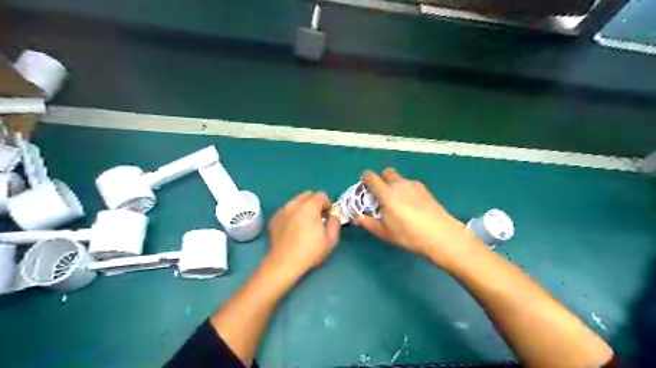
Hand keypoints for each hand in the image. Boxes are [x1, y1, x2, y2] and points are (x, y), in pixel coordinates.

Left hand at [263, 191, 339, 279]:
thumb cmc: (310, 251)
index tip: (327, 217)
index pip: (322, 195)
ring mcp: (282, 210)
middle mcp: (294, 204)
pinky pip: (287, 210)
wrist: (284, 263)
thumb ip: (335, 222)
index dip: (328, 205)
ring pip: (296, 202)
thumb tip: (333, 216)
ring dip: (303, 208)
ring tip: (304, 224)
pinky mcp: (274, 219)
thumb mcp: (331, 239)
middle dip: (315, 203)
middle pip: (308, 195)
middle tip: (317, 218)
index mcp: (309, 206)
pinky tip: (293, 229)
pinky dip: (292, 215)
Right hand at [357, 169, 479, 265]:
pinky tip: (412, 205)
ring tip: (398, 202)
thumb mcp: (385, 233)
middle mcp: (399, 184)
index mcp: (386, 193)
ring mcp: (413, 185)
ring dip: (394, 185)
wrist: (440, 234)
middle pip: (386, 172)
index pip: (371, 177)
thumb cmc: (408, 234)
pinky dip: (406, 189)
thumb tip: (357, 218)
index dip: (365, 179)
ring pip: (399, 178)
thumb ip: (368, 223)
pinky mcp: (424, 189)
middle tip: (382, 195)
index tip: (365, 187)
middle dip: (381, 179)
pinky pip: (410, 184)